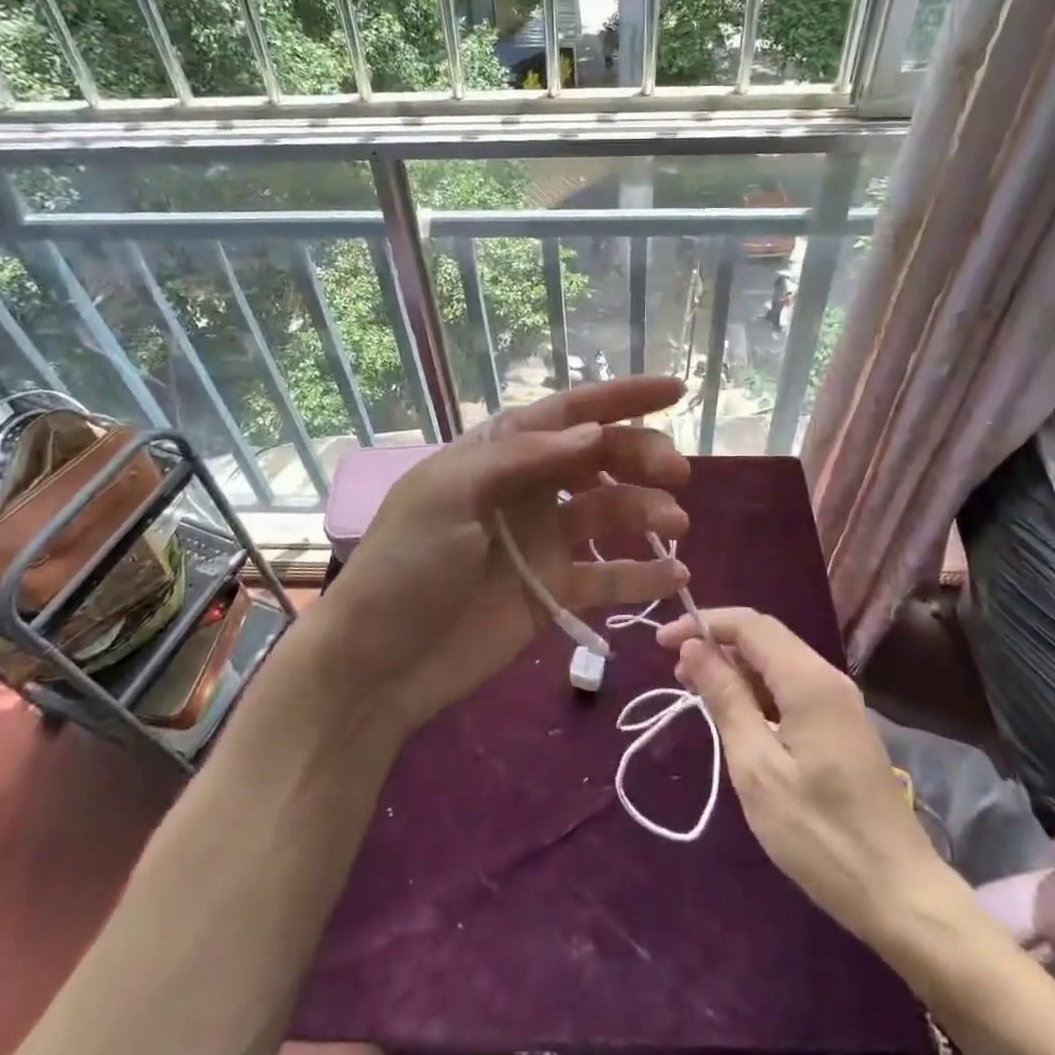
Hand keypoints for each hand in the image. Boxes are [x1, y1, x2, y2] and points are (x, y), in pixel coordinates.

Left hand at [314, 377, 691, 734]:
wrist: (377, 662)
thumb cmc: (406, 564)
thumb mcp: (450, 494)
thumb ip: (522, 458)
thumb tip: (593, 431)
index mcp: (500, 453)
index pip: (568, 413)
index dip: (621, 398)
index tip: (676, 391)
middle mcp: (528, 488)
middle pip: (598, 458)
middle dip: (641, 456)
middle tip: (676, 473)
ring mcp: (543, 540)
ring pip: (609, 511)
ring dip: (647, 511)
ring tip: (675, 525)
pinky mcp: (552, 590)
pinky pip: (607, 576)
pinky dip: (642, 574)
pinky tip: (675, 574)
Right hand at [658, 607, 961, 942]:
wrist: (901, 895)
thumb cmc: (820, 834)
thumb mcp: (757, 768)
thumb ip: (725, 699)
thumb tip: (694, 648)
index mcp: (808, 680)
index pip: (749, 624)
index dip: (702, 624)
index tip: (662, 642)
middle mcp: (827, 677)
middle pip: (764, 637)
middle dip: (716, 644)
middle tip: (676, 672)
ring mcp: (839, 702)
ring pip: (777, 662)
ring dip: (735, 668)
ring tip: (697, 692)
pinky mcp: (842, 726)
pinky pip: (790, 687)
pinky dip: (757, 690)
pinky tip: (736, 715)